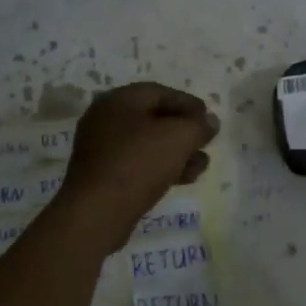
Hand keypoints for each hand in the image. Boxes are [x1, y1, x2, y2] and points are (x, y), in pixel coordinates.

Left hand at [51, 83, 218, 251]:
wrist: (96, 213)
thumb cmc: (138, 163)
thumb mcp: (178, 138)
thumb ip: (199, 126)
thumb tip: (210, 121)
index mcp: (119, 99)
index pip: (160, 92)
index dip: (189, 104)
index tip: (208, 119)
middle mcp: (106, 118)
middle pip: (154, 117)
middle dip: (184, 131)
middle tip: (206, 142)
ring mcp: (101, 148)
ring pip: (147, 143)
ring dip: (176, 152)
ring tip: (201, 165)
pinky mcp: (102, 175)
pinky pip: (137, 163)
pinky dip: (160, 167)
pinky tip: (183, 179)